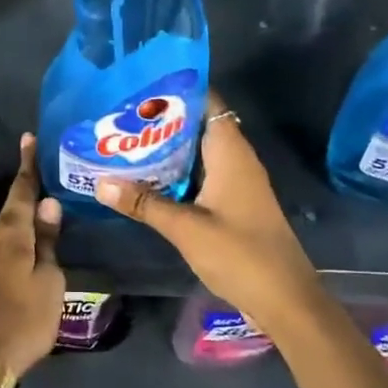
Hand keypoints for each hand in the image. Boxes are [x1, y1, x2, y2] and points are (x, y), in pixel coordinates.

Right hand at [95, 91, 324, 332]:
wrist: (285, 299)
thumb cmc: (240, 254)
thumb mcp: (186, 228)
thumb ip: (144, 203)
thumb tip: (101, 183)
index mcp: (230, 152)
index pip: (206, 102)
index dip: (175, 91)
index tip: (138, 88)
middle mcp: (236, 159)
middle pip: (197, 127)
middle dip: (161, 122)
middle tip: (119, 118)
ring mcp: (236, 183)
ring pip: (197, 154)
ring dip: (166, 150)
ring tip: (124, 144)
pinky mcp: (233, 204)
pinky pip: (200, 176)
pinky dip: (176, 174)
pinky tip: (146, 181)